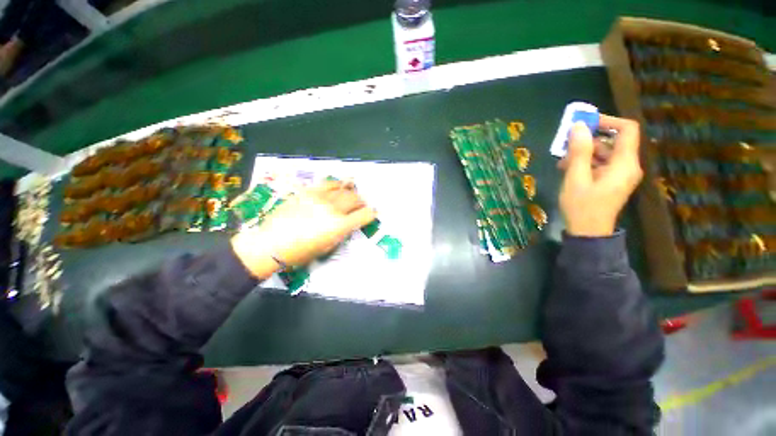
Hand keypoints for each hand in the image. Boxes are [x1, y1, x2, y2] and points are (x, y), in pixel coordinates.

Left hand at [231, 181, 376, 277]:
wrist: (270, 243)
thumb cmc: (300, 252)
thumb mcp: (327, 247)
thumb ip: (341, 233)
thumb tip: (349, 223)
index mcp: (340, 225)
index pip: (364, 215)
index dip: (371, 214)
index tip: (372, 214)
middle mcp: (333, 209)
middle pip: (356, 199)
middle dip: (362, 202)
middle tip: (362, 205)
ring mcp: (321, 198)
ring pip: (344, 189)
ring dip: (352, 192)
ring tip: (352, 194)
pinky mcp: (309, 192)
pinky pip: (328, 184)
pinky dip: (337, 184)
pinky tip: (339, 186)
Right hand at [558, 114, 642, 236]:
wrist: (588, 234)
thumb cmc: (582, 206)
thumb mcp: (576, 178)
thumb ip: (579, 151)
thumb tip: (578, 126)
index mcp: (624, 163)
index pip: (627, 129)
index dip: (608, 121)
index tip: (584, 122)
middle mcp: (627, 166)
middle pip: (613, 141)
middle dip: (590, 138)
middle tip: (566, 142)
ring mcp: (620, 175)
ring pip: (605, 153)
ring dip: (584, 152)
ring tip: (562, 159)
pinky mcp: (611, 182)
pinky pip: (601, 164)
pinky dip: (586, 162)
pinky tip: (567, 168)